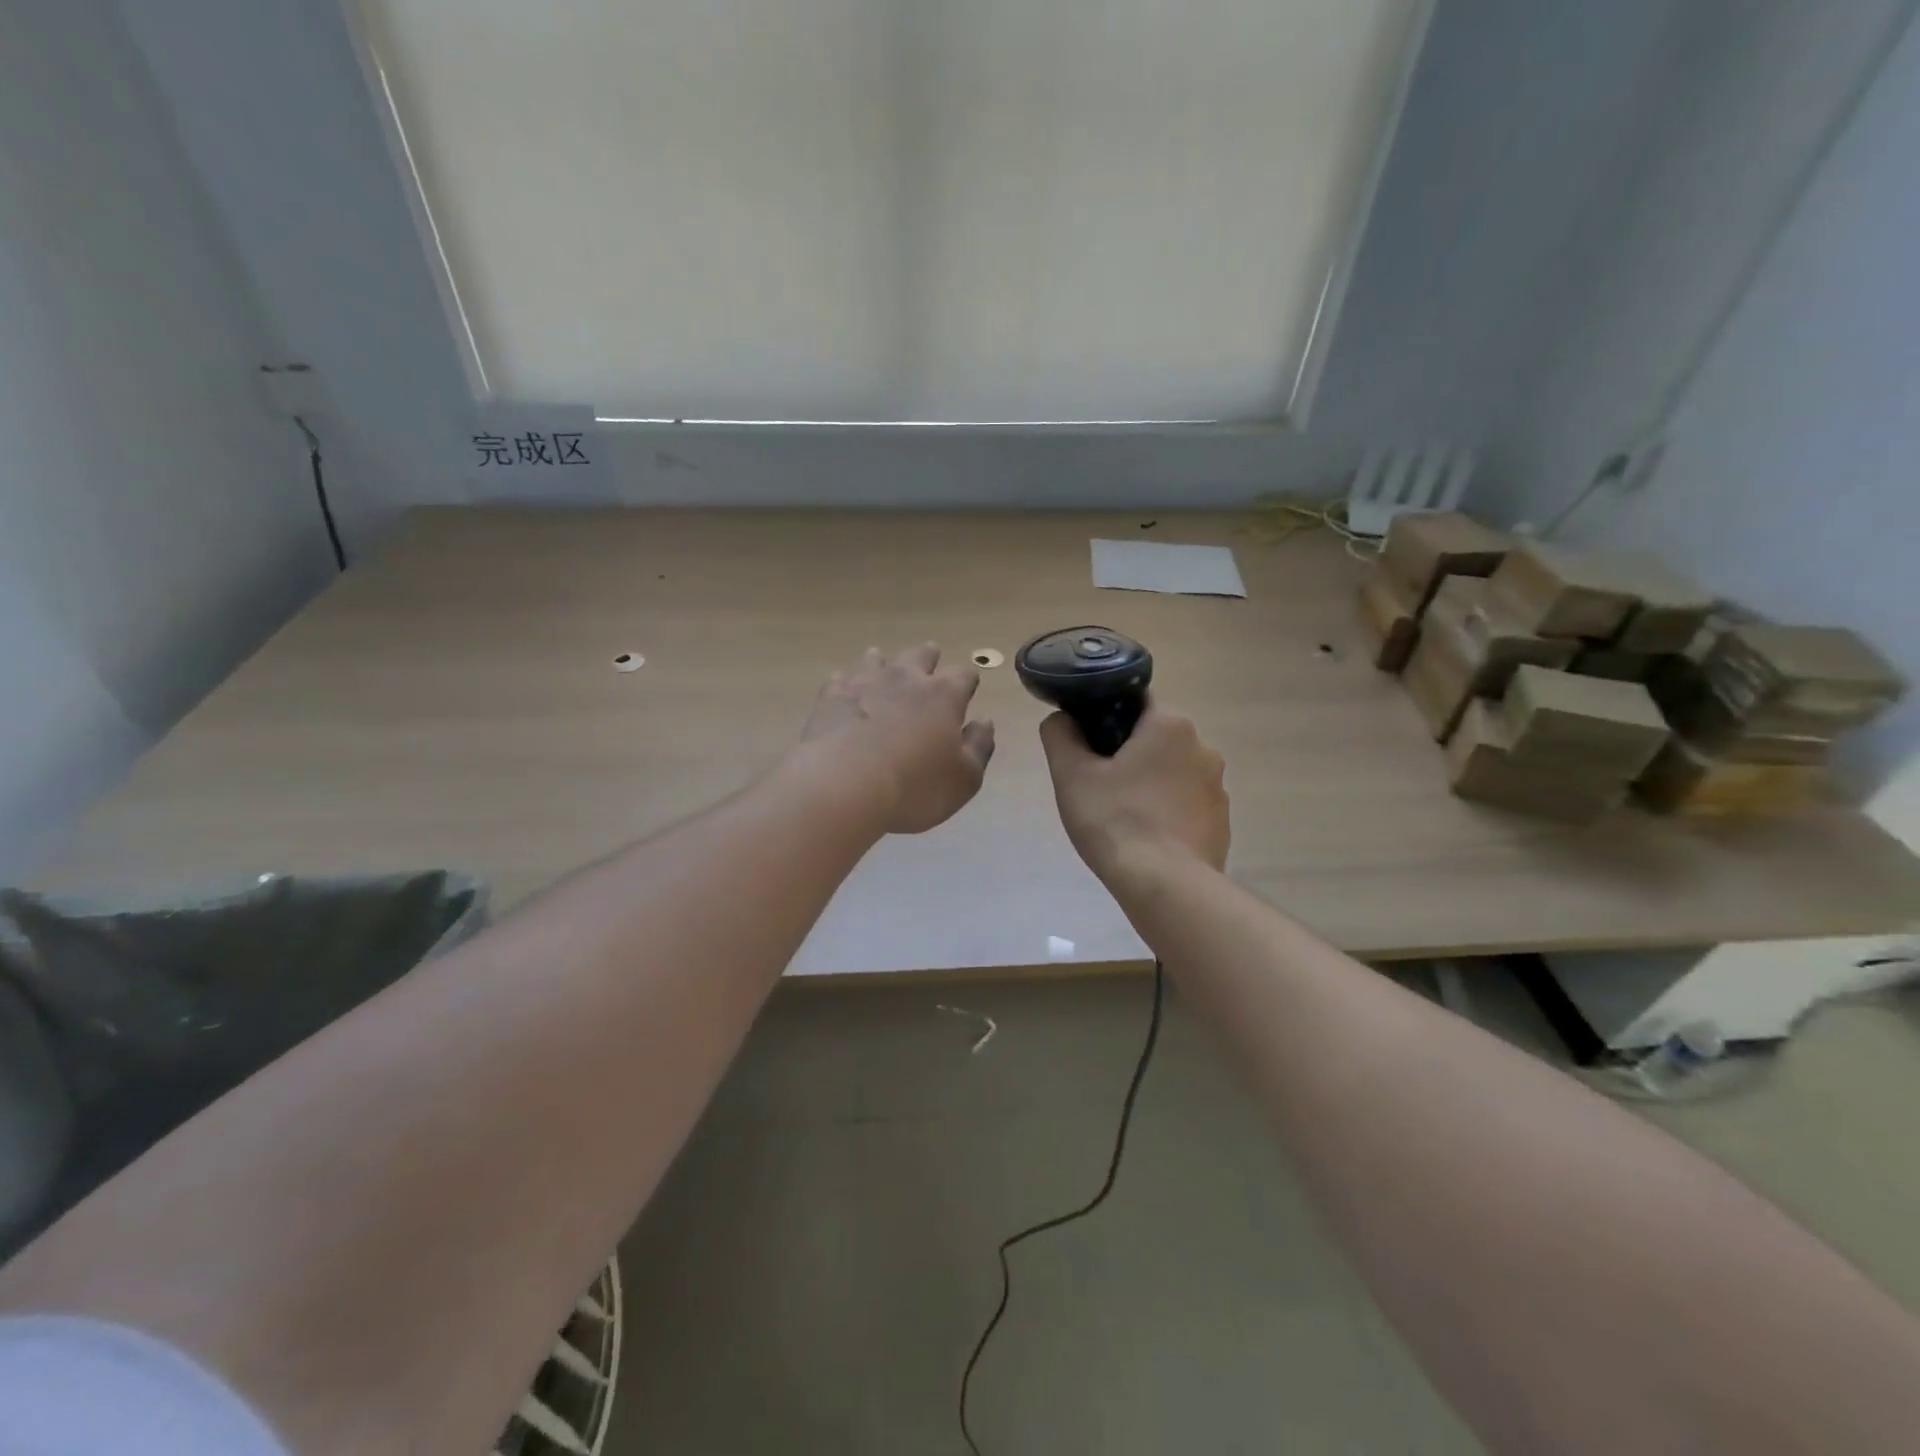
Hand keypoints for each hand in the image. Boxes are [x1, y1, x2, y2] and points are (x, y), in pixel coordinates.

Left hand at [801, 645, 995, 833]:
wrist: (844, 787)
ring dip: (884, 661)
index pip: (963, 676)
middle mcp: (906, 679)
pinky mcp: (831, 697)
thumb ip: (979, 747)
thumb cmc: (914, 787)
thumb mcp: (964, 779)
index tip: (967, 688)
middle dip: (929, 657)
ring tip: (882, 661)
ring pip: (877, 660)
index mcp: (943, 695)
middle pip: (921, 656)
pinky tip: (843, 689)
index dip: (967, 682)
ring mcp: (865, 683)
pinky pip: (840, 680)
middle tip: (930, 657)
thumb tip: (985, 722)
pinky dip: (846, 682)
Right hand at [1039, 700, 1229, 887]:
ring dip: (1150, 784)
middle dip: (1129, 755)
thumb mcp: (1071, 775)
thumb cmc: (1115, 821)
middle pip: (1156, 739)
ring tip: (1122, 816)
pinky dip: (1168, 813)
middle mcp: (1203, 748)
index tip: (1089, 745)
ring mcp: (1218, 788)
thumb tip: (1061, 719)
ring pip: (1172, 773)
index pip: (1137, 702)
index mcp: (1170, 726)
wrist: (1165, 886)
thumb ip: (1060, 735)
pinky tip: (1147, 838)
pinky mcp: (1222, 822)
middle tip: (1098, 783)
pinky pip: (1187, 805)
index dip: (1107, 717)